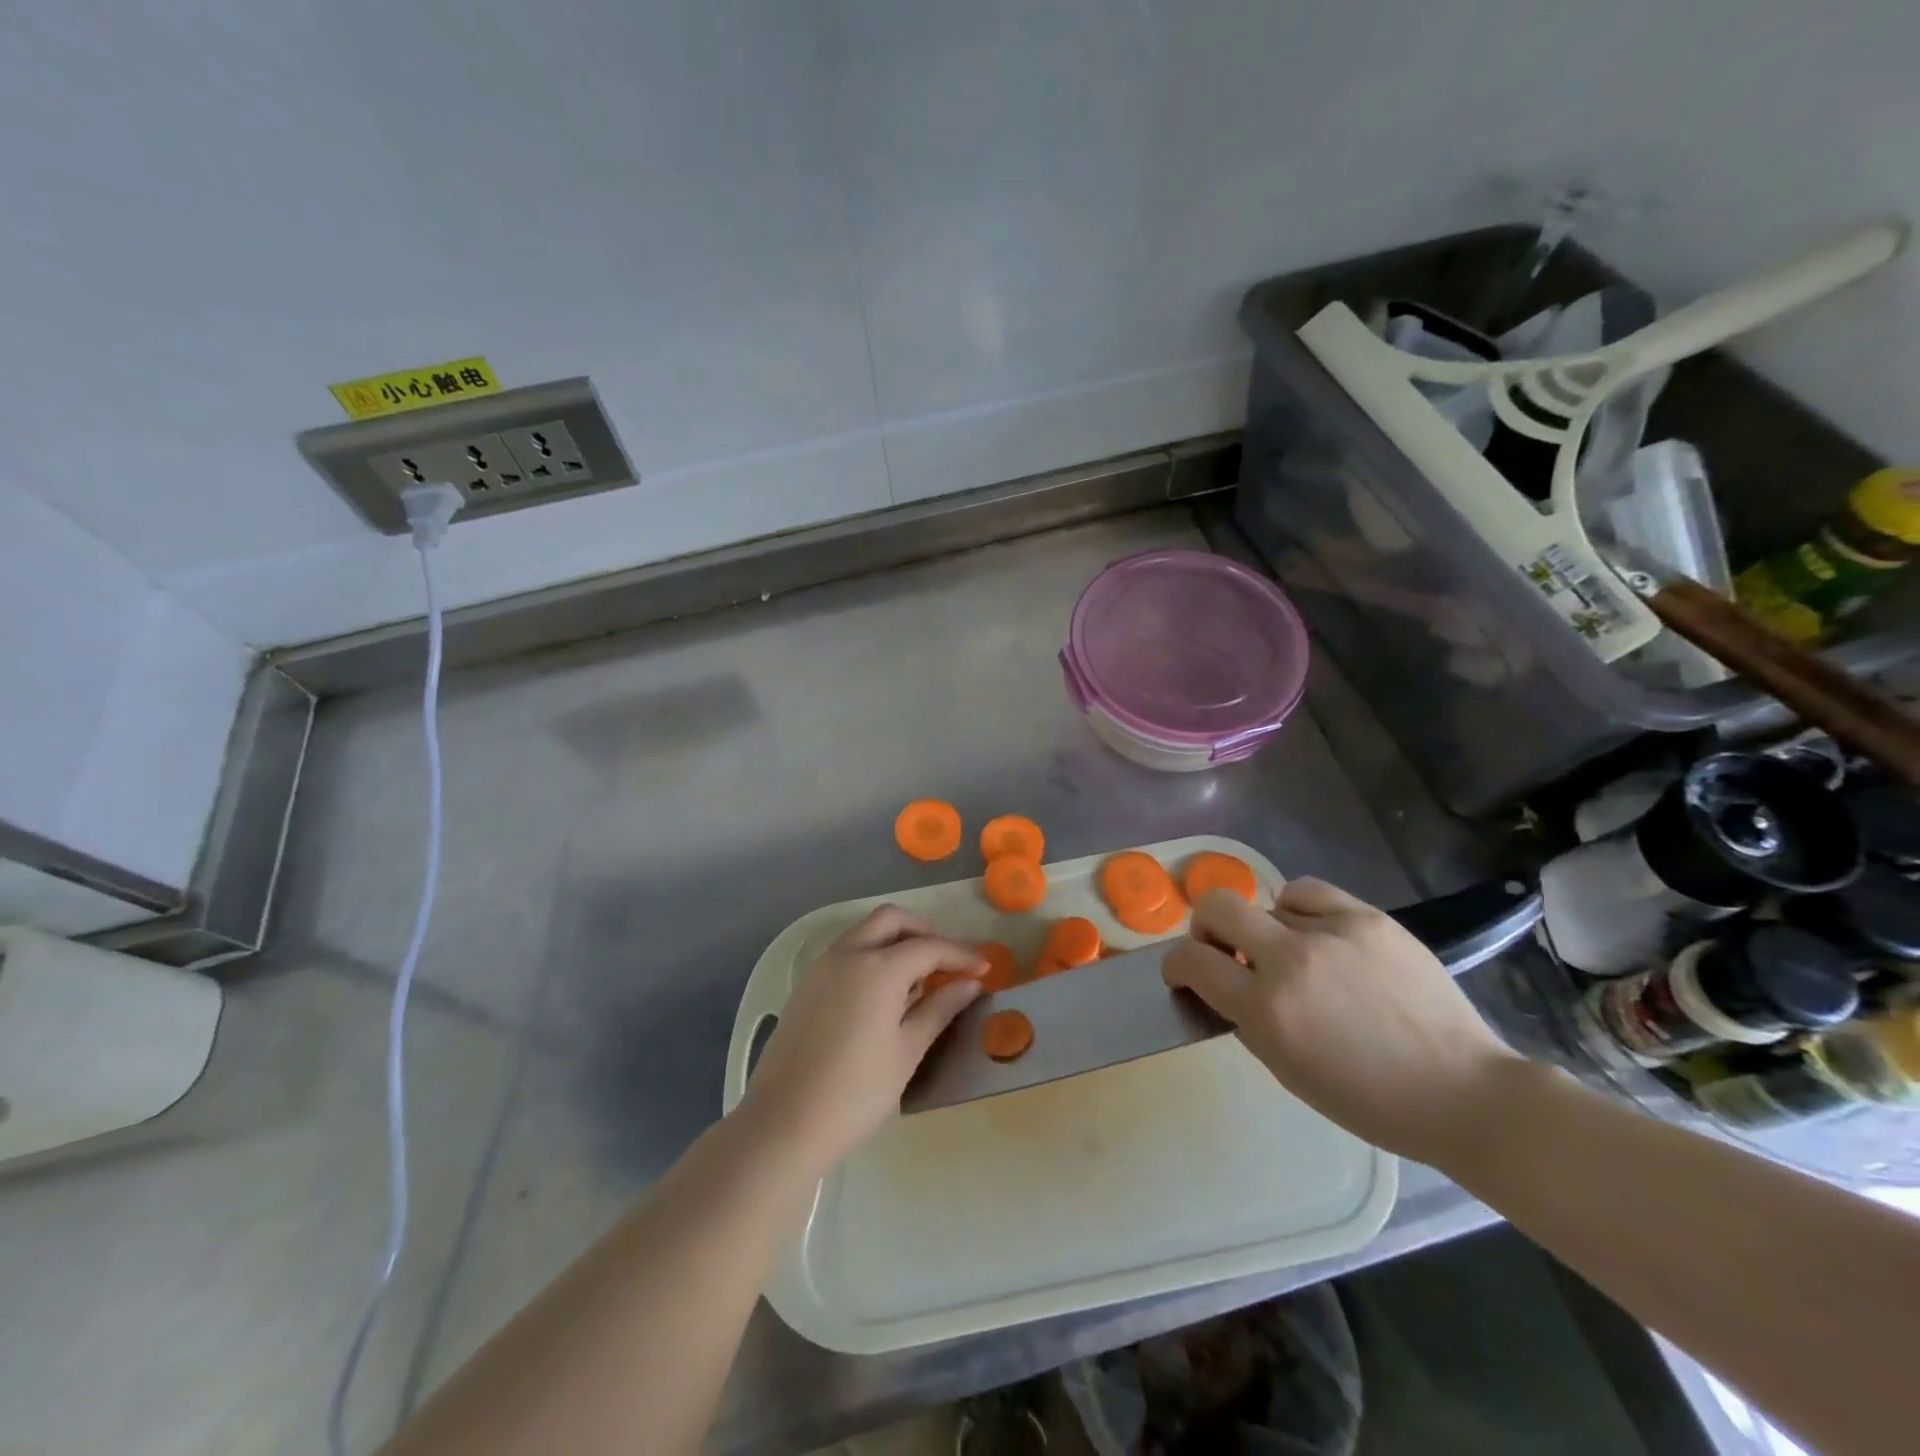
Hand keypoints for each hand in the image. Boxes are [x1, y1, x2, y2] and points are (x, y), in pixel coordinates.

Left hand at [741, 906, 984, 1167]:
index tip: (984, 969)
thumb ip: (940, 1009)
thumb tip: (970, 984)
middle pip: (892, 920)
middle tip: (946, 962)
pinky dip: (871, 953)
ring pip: (865, 930)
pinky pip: (846, 951)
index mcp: (878, 968)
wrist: (784, 1123)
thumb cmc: (856, 1092)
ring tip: (918, 977)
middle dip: (924, 931)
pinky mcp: (806, 984)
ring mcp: (822, 966)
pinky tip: (884, 990)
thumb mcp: (907, 1051)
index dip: (960, 955)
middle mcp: (848, 954)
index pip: (929, 947)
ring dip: (895, 939)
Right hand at [1163, 877, 1523, 1166]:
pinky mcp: (1367, 916)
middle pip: (1216, 907)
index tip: (1182, 972)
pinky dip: (1296, 909)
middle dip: (1205, 928)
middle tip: (1222, 950)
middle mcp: (1291, 960)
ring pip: (1267, 907)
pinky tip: (1313, 931)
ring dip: (1266, 933)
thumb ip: (1244, 1018)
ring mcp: (1332, 932)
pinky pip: (1307, 892)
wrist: (1463, 1092)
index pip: (1192, 961)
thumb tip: (1220, 983)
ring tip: (1294, 958)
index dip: (1176, 964)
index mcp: (1267, 1009)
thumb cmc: (1368, 1100)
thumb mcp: (1285, 1069)